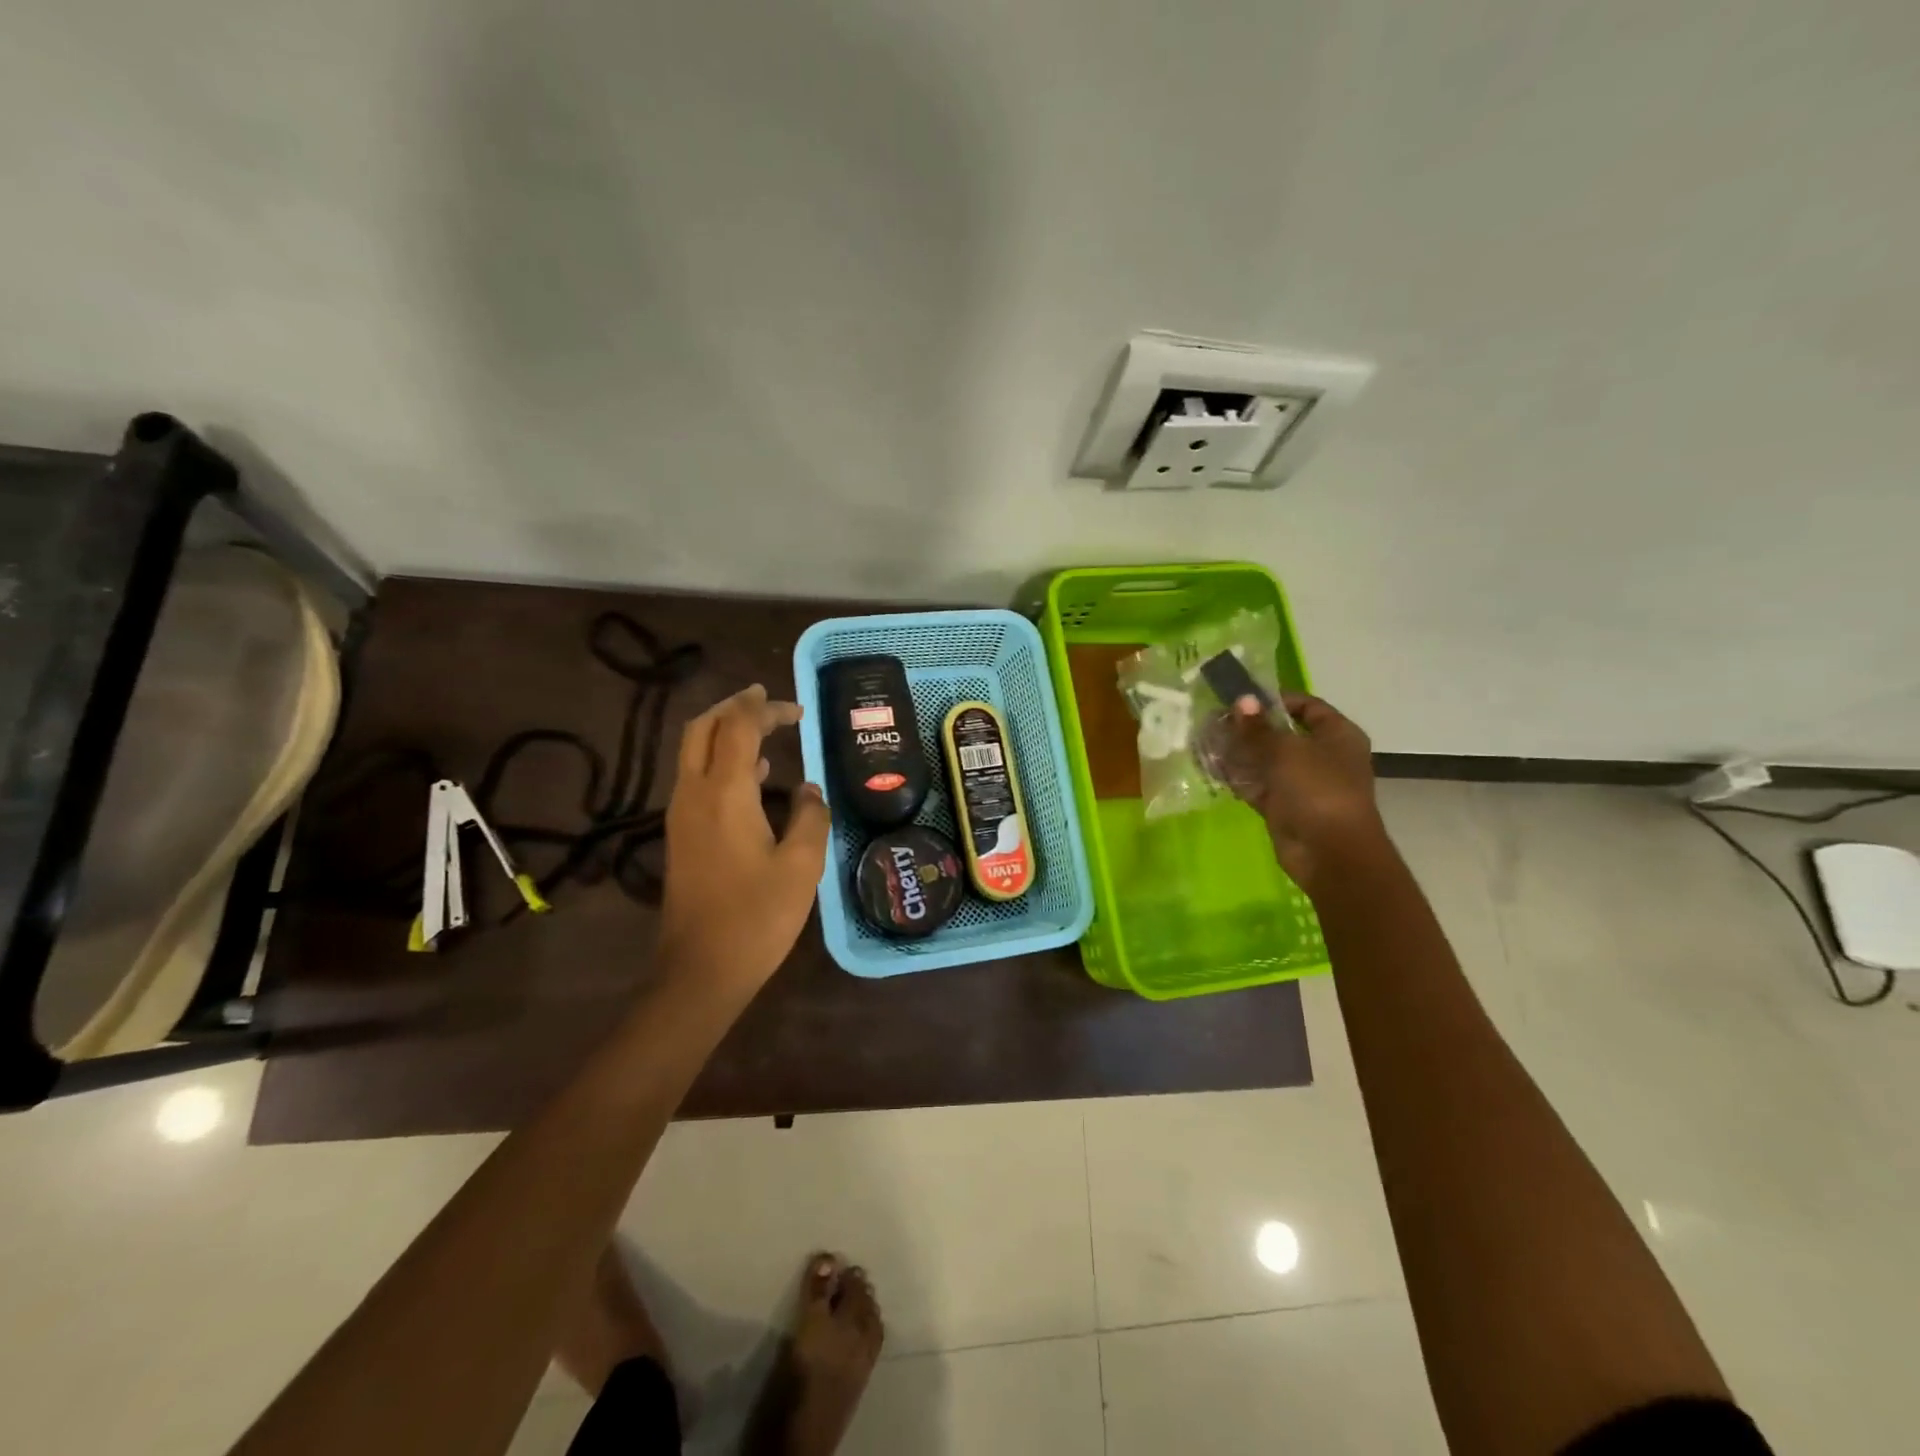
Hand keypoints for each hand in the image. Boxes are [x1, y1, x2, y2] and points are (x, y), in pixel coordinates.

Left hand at [661, 684, 830, 997]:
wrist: (700, 970)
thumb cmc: (756, 917)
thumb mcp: (801, 866)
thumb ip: (810, 818)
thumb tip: (809, 791)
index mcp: (724, 793)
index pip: (740, 728)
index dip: (767, 710)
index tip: (798, 710)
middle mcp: (694, 794)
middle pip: (703, 728)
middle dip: (734, 707)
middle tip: (767, 700)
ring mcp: (681, 815)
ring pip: (694, 752)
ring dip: (725, 731)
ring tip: (763, 729)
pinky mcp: (681, 836)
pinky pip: (696, 778)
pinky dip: (720, 760)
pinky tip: (753, 777)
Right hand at [1223, 692, 1386, 894]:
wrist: (1331, 853)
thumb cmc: (1318, 790)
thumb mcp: (1286, 751)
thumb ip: (1258, 727)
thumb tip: (1242, 700)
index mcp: (1337, 735)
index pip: (1306, 706)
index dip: (1275, 699)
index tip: (1242, 698)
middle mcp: (1322, 756)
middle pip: (1281, 734)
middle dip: (1248, 728)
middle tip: (1214, 720)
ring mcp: (1302, 784)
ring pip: (1265, 761)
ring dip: (1237, 752)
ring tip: (1205, 741)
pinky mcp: (1283, 807)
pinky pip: (1257, 786)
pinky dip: (1237, 778)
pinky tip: (1210, 767)